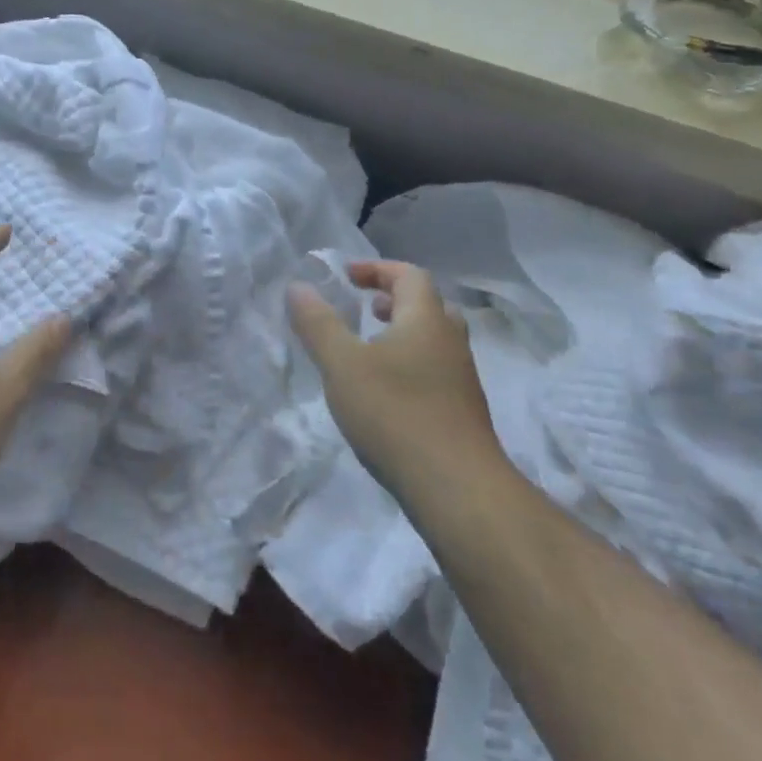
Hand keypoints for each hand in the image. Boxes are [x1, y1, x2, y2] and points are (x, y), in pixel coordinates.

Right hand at [287, 261, 501, 500]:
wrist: (459, 491)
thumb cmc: (396, 414)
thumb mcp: (342, 364)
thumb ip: (318, 323)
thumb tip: (299, 286)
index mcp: (426, 320)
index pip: (409, 275)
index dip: (377, 269)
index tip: (347, 276)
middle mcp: (450, 342)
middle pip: (428, 305)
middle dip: (394, 299)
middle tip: (365, 307)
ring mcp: (462, 380)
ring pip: (435, 340)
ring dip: (403, 332)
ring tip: (370, 348)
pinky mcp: (463, 413)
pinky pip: (436, 369)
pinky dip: (411, 362)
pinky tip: (386, 391)